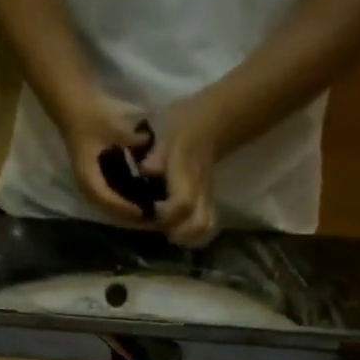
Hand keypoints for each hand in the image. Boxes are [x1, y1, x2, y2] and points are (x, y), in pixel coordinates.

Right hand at [56, 92, 153, 223]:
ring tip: (149, 214)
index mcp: (88, 178)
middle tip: (151, 220)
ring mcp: (91, 183)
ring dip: (128, 211)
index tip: (144, 211)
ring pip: (111, 205)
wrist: (72, 105)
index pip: (108, 200)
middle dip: (130, 216)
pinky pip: (112, 196)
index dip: (125, 207)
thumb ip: (131, 138)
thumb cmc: (89, 116)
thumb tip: (150, 145)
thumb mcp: (111, 126)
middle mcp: (88, 186)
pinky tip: (141, 199)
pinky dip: (125, 200)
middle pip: (110, 209)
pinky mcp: (96, 178)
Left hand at [141, 99, 224, 247]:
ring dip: (186, 237)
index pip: (183, 204)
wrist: (213, 123)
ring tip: (168, 230)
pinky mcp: (208, 202)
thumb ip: (157, 153)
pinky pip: (205, 224)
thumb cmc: (185, 126)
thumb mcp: (168, 132)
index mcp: (187, 173)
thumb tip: (146, 169)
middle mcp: (199, 190)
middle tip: (160, 226)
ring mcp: (206, 197)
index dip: (168, 214)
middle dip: (178, 234)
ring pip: (204, 228)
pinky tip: (177, 229)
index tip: (154, 210)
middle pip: (199, 225)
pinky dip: (191, 234)